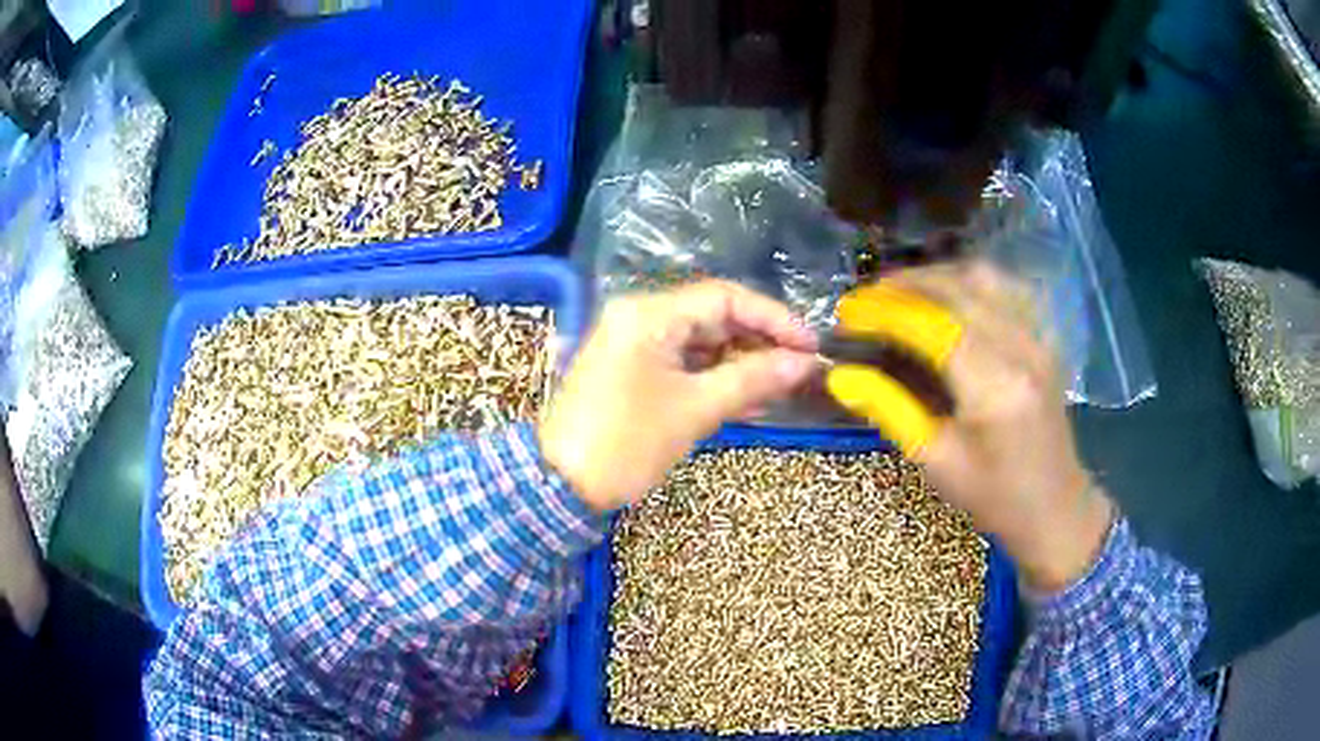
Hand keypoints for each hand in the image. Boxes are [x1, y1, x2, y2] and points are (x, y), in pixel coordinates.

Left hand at [540, 280, 817, 511]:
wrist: (559, 486)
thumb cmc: (627, 444)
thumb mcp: (696, 410)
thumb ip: (754, 379)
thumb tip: (804, 363)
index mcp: (649, 314)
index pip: (725, 298)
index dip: (774, 318)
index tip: (810, 346)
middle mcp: (639, 317)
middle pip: (713, 316)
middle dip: (759, 342)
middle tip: (799, 371)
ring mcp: (632, 343)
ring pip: (700, 342)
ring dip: (740, 363)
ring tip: (779, 390)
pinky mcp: (630, 369)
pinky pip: (682, 362)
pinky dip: (714, 377)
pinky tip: (746, 398)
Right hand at [826, 261, 1112, 591]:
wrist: (1056, 507)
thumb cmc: (994, 496)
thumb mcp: (935, 461)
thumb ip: (889, 409)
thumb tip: (841, 375)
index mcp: (994, 388)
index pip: (933, 325)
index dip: (885, 311)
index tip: (848, 313)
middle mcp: (1021, 349)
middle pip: (958, 288)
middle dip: (905, 285)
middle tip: (866, 299)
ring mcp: (1039, 338)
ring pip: (984, 277)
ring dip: (936, 276)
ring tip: (900, 292)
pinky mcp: (1043, 337)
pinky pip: (1004, 287)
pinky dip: (968, 281)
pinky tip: (947, 295)